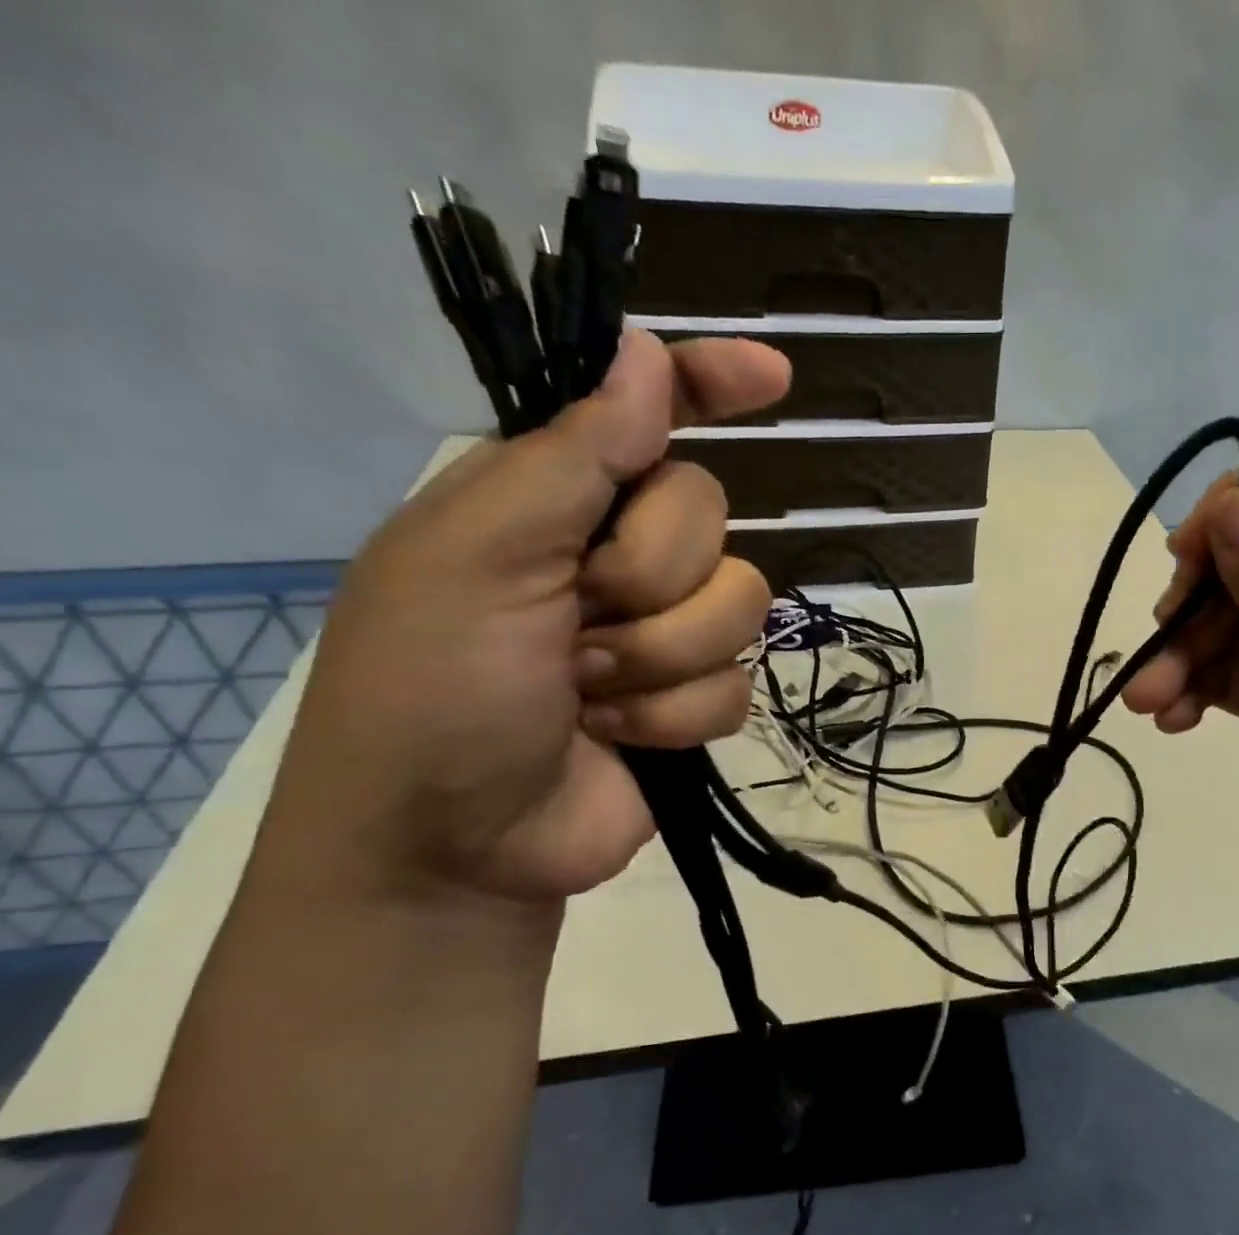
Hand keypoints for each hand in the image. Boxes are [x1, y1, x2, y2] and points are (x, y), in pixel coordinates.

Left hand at [257, 329, 786, 908]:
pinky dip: (677, 715)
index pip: (646, 416)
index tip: (773, 376)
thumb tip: (645, 355)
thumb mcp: (480, 556)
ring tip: (591, 692)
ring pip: (740, 605)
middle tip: (576, 619)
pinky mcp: (692, 702)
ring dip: (662, 657)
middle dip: (649, 576)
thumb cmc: (435, 687)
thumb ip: (573, 457)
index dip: (709, 386)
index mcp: (553, 499)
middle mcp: (615, 555)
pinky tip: (623, 737)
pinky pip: (739, 684)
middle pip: (709, 517)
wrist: (455, 844)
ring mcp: (661, 633)